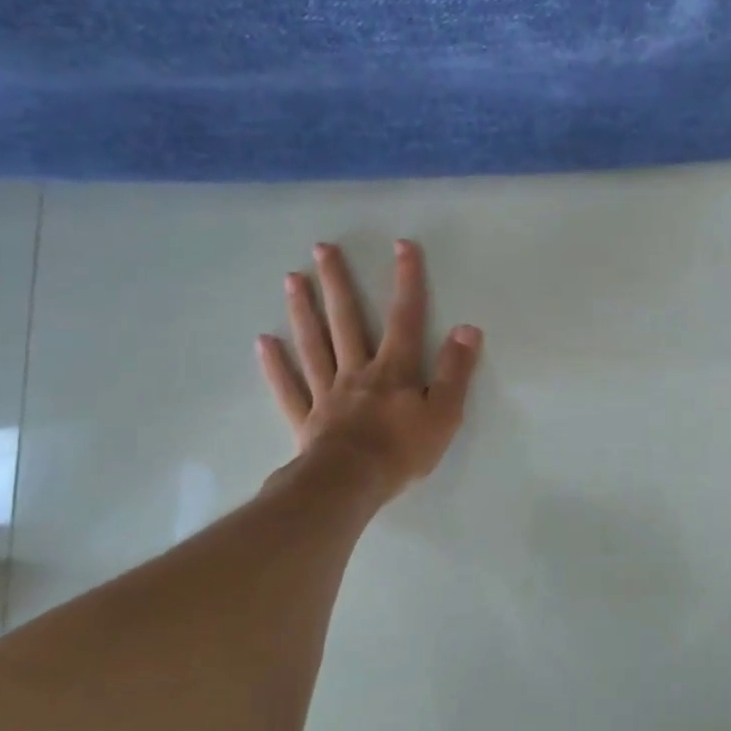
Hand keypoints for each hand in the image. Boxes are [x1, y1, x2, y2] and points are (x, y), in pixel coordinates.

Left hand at [257, 239, 481, 501]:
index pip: (404, 317)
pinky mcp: (307, 419)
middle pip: (346, 320)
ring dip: (303, 311)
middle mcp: (357, 371)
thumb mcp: (444, 413)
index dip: (406, 280)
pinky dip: (275, 365)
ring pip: (313, 345)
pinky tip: (264, 342)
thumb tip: (467, 328)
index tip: (402, 245)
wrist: (350, 485)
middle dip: (336, 282)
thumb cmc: (402, 451)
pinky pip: (288, 387)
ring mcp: (327, 393)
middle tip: (321, 248)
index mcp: (393, 370)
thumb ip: (455, 370)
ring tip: (291, 279)